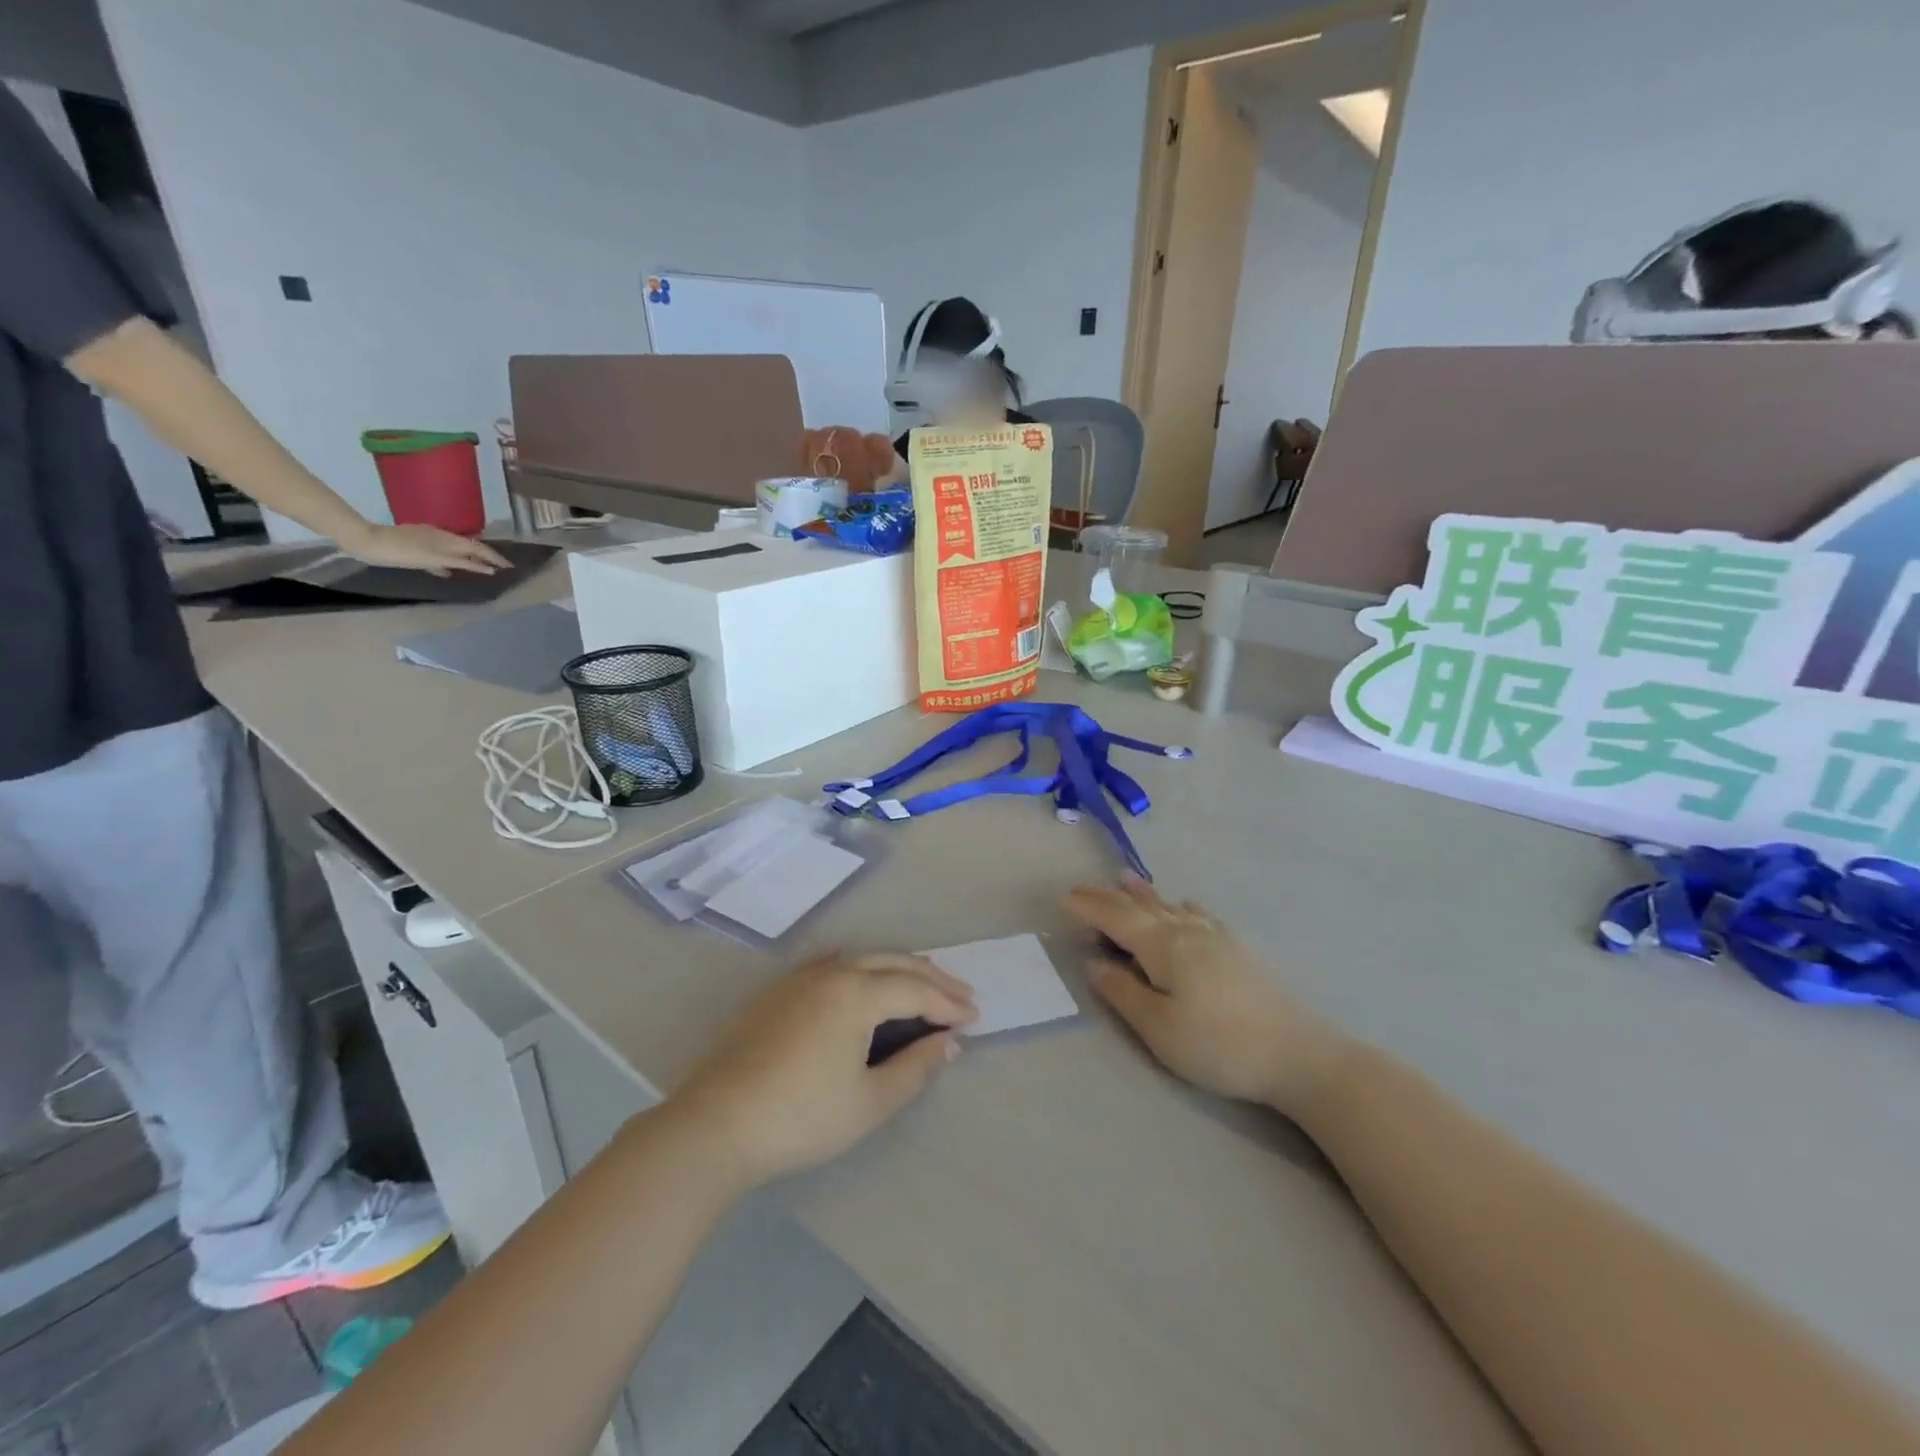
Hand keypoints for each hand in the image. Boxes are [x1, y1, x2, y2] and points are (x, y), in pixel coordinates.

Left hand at [339, 521, 510, 575]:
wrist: (366, 541)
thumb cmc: (399, 552)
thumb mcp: (431, 559)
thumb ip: (459, 563)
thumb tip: (486, 567)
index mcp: (446, 539)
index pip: (478, 548)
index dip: (494, 557)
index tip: (510, 566)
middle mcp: (440, 536)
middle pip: (469, 546)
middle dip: (486, 555)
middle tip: (500, 566)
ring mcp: (428, 538)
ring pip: (457, 548)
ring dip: (471, 556)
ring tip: (481, 567)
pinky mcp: (417, 542)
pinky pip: (442, 550)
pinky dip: (452, 557)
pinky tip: (449, 566)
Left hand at [676, 952, 978, 1187]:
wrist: (717, 1125)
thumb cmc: (802, 1117)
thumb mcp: (870, 1102)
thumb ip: (916, 1068)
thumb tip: (949, 1043)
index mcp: (857, 992)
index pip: (916, 990)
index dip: (948, 1004)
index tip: (974, 1019)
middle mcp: (832, 972)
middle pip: (893, 963)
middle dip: (932, 977)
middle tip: (961, 995)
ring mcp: (801, 978)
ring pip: (862, 958)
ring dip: (898, 968)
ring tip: (923, 983)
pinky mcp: (779, 991)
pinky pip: (831, 962)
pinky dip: (859, 965)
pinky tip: (861, 973)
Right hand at [1062, 874, 1351, 1116]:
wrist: (1299, 1054)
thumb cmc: (1219, 1045)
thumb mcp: (1160, 1029)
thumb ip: (1123, 992)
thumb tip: (1094, 963)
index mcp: (1164, 946)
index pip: (1116, 917)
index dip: (1088, 906)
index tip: (1062, 897)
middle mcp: (1188, 930)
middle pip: (1141, 906)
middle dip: (1109, 897)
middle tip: (1082, 888)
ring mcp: (1217, 936)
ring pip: (1170, 906)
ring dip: (1143, 894)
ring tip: (1126, 879)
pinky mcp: (1238, 949)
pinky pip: (1198, 914)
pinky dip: (1178, 905)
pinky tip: (1185, 906)